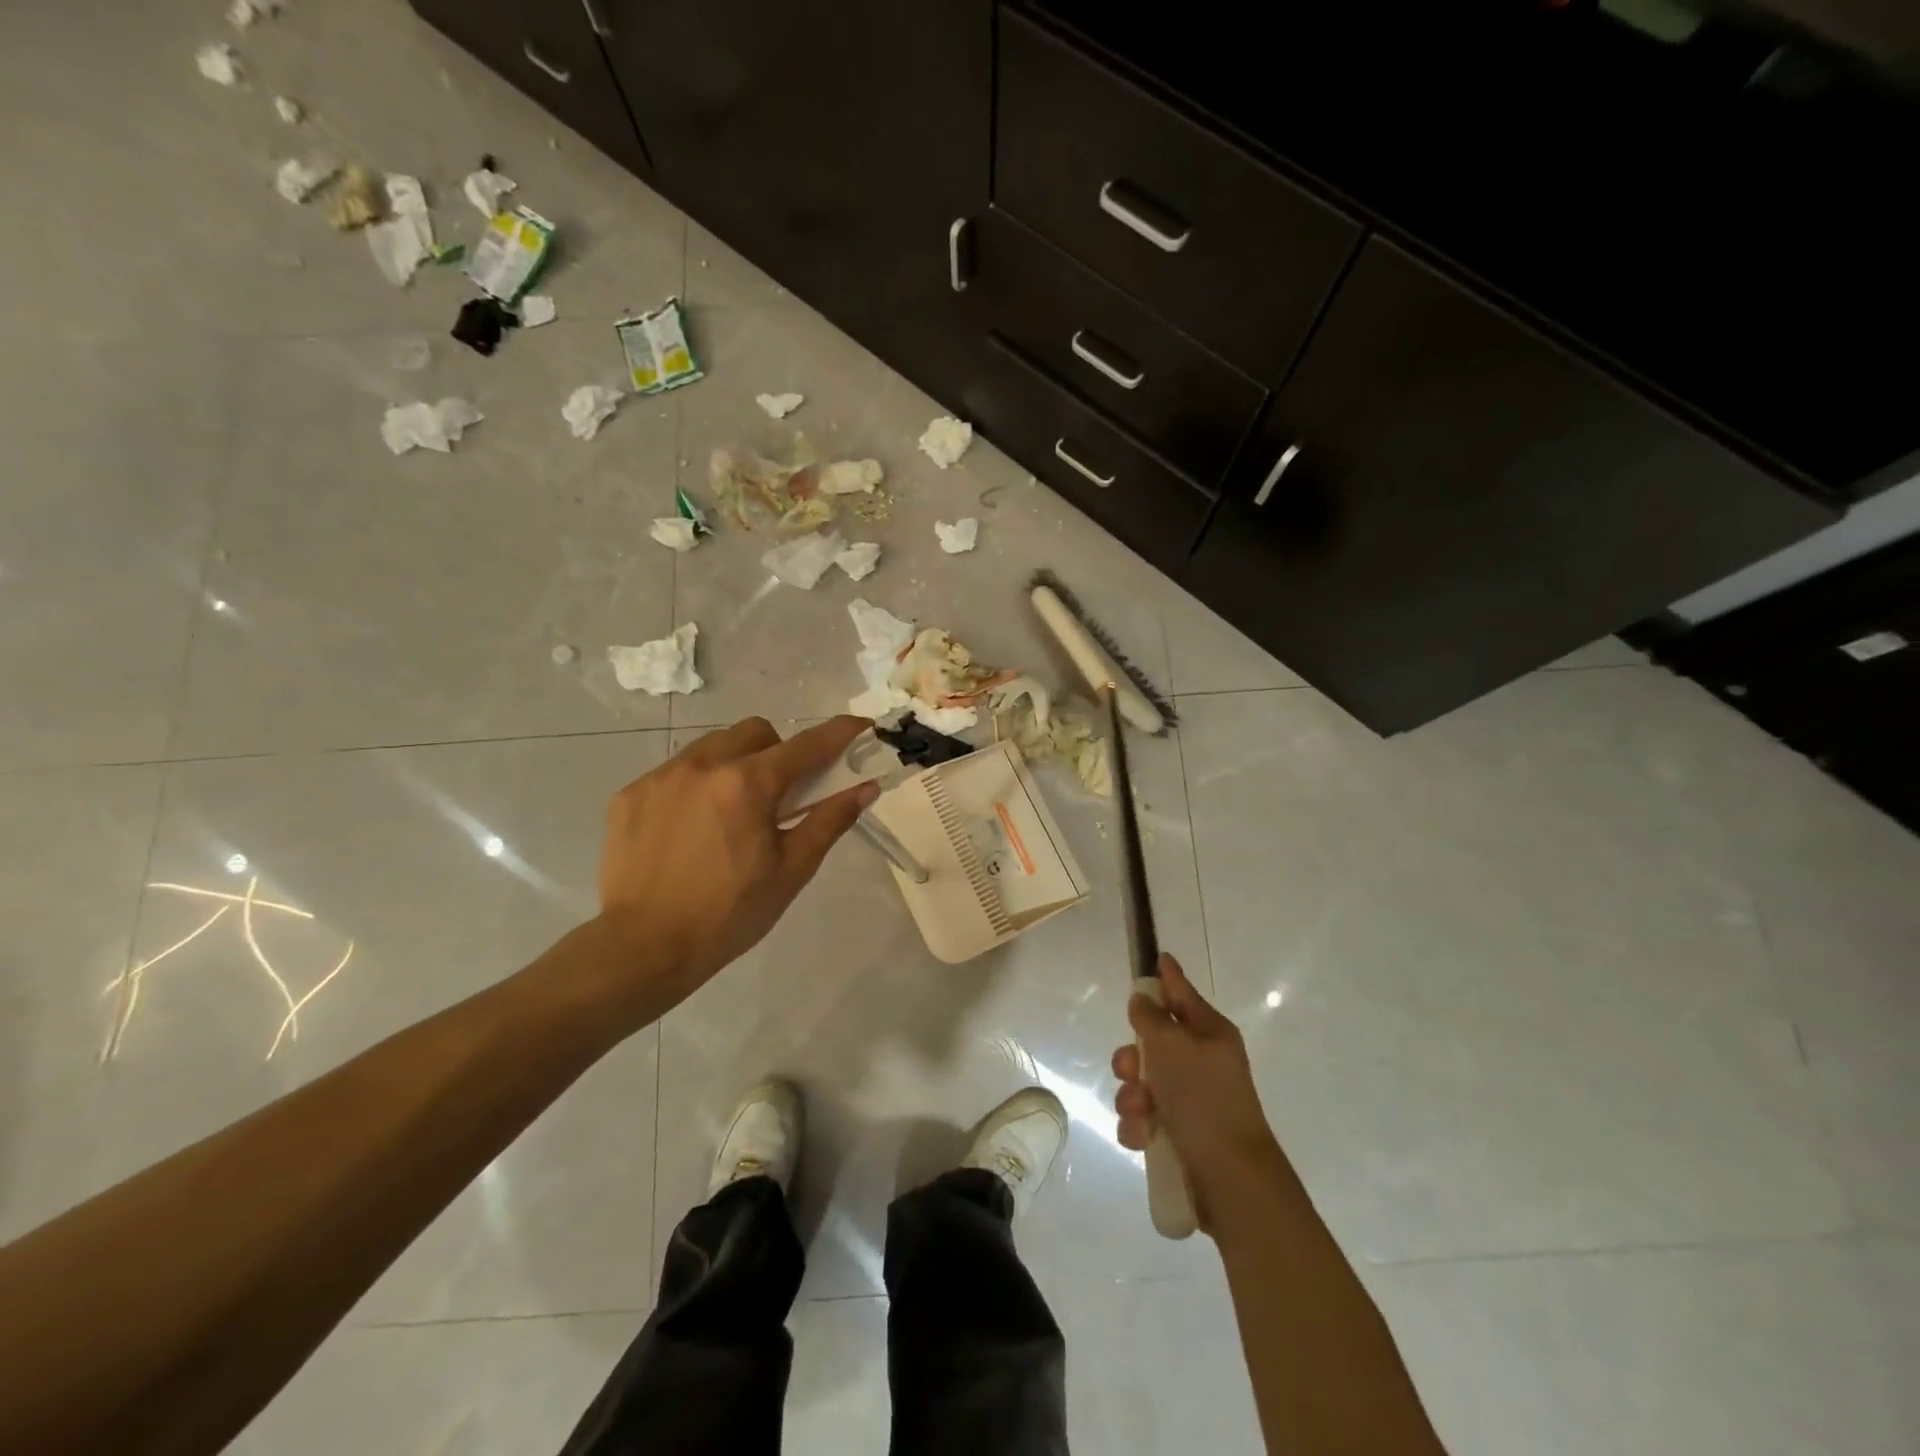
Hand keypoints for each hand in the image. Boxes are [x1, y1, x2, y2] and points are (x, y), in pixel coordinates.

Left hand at [585, 715, 877, 1025]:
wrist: (643, 948)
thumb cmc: (729, 914)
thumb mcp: (791, 870)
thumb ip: (829, 821)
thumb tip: (865, 788)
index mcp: (748, 784)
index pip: (806, 745)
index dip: (840, 733)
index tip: (860, 729)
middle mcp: (703, 765)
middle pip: (755, 732)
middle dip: (779, 751)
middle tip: (782, 793)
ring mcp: (662, 776)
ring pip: (712, 745)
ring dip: (735, 763)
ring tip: (733, 810)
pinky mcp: (630, 794)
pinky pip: (675, 771)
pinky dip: (696, 786)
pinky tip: (692, 828)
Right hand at [1112, 954, 1290, 1235]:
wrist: (1229, 1178)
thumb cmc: (1203, 1099)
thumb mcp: (1172, 1046)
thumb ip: (1151, 1017)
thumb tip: (1143, 998)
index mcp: (1209, 1034)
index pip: (1182, 993)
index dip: (1166, 976)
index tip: (1156, 957)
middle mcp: (1201, 1062)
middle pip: (1152, 1042)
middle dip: (1132, 1057)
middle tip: (1131, 1069)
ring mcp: (1191, 1100)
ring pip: (1141, 1082)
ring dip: (1132, 1096)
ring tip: (1142, 1113)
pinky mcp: (1179, 1134)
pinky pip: (1144, 1117)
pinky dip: (1138, 1126)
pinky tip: (1143, 1137)